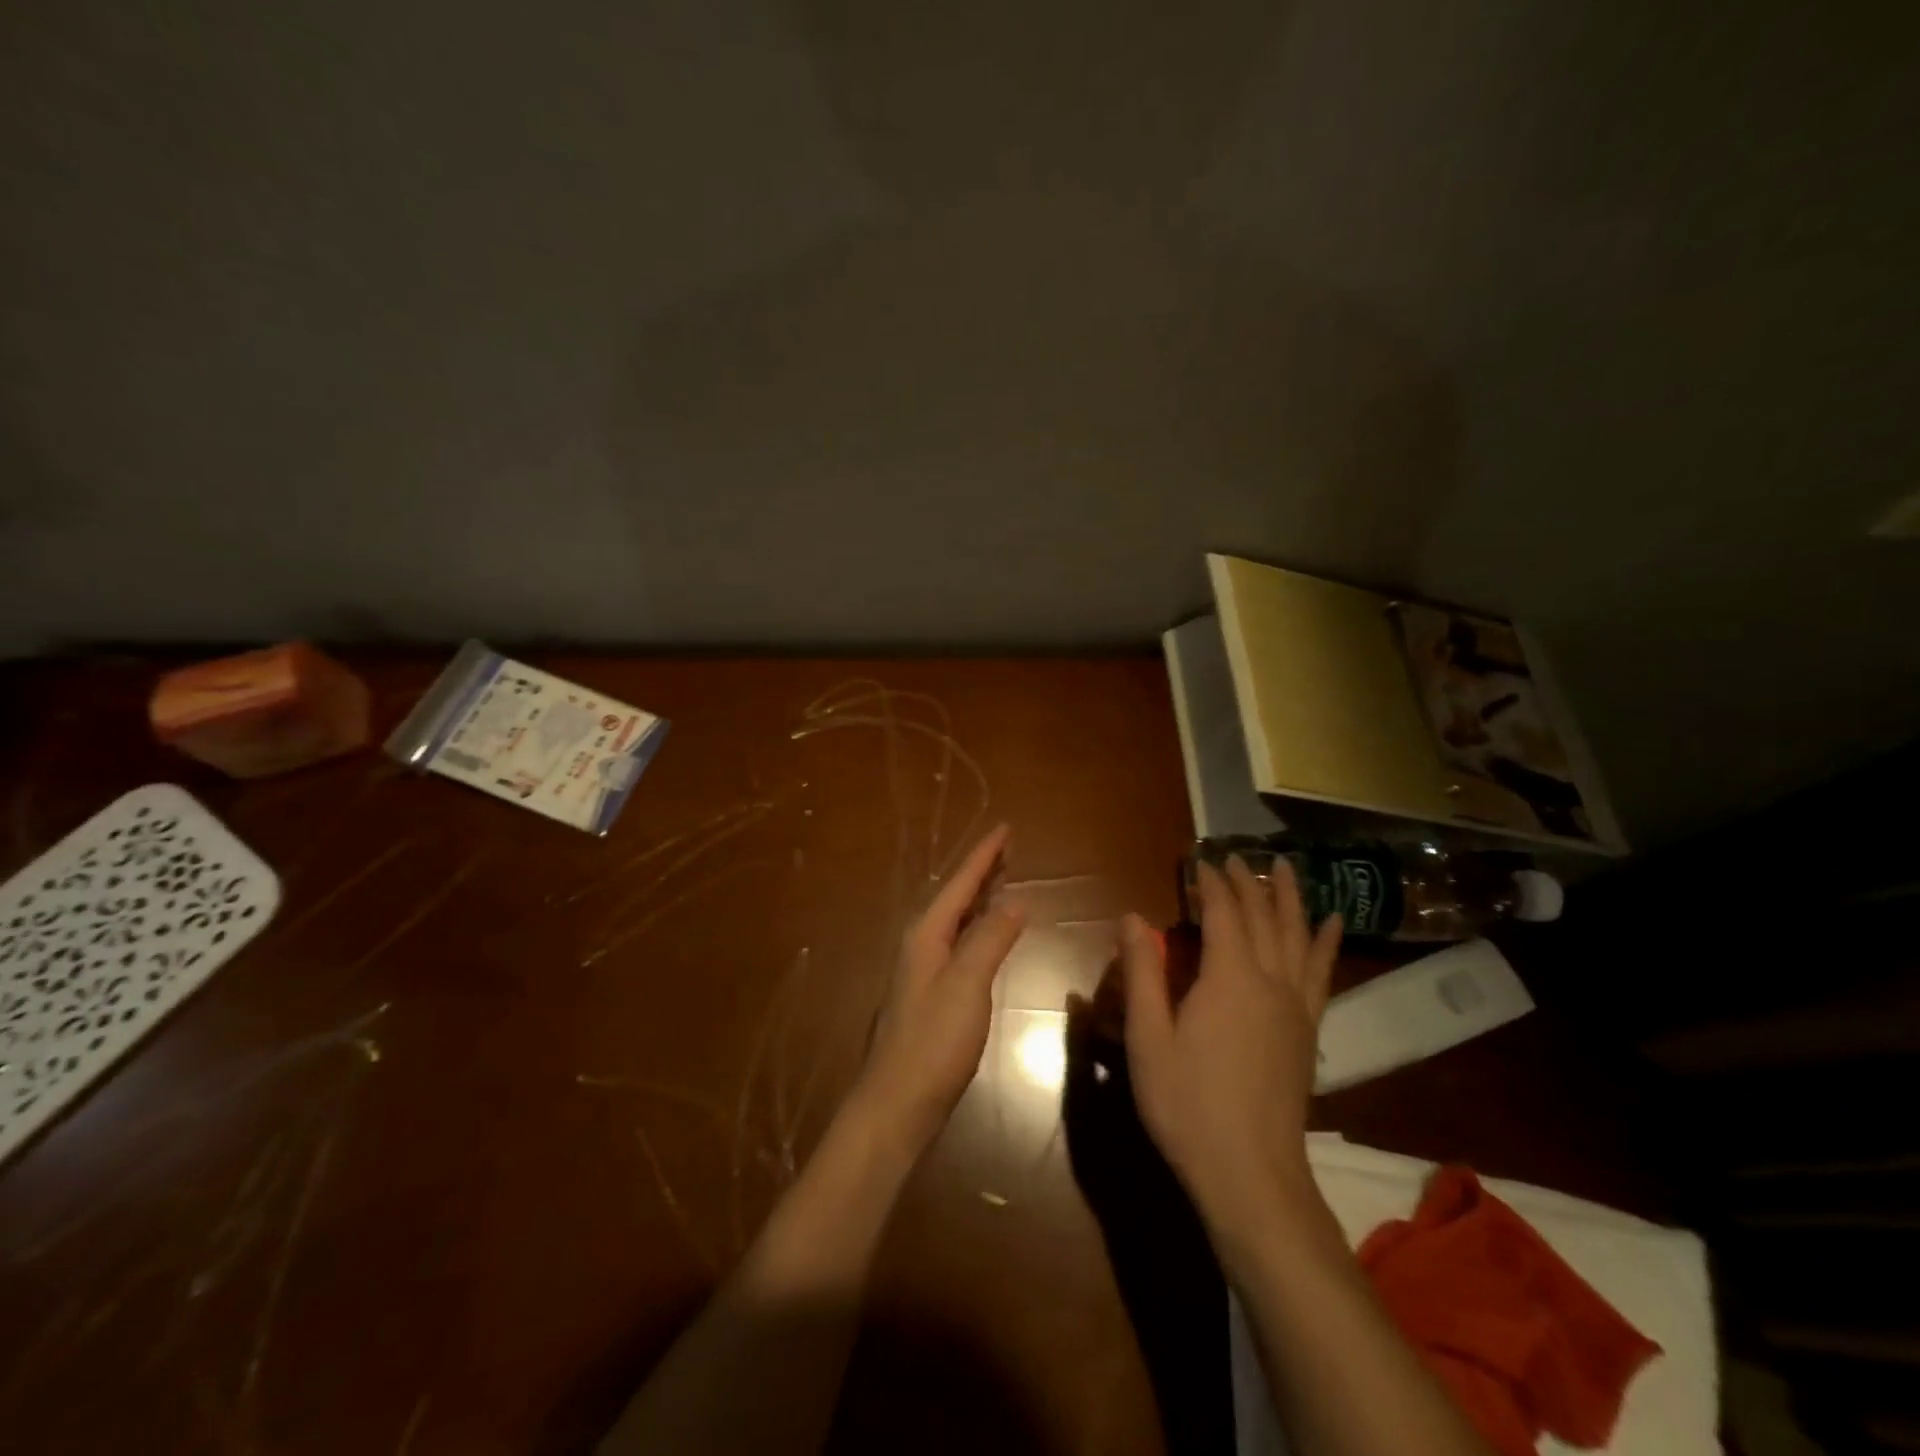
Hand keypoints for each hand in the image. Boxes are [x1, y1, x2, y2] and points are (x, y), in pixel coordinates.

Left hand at [845, 824, 1025, 1161]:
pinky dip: (978, 929)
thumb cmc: (933, 1042)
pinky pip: (959, 944)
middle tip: (1009, 848)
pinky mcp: (931, 996)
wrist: (896, 1104)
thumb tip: (1015, 899)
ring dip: (980, 898)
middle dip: (982, 871)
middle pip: (956, 897)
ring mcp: (923, 971)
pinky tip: (988, 937)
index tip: (1006, 828)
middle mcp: (921, 945)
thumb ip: (990, 938)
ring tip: (1003, 880)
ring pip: (956, 921)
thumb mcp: (967, 984)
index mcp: (926, 934)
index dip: (984, 855)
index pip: (960, 883)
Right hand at [1119, 857, 1342, 1240]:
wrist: (1251, 1173)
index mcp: (1228, 977)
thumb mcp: (1149, 1039)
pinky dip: (1325, 942)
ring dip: (1291, 898)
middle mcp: (1269, 980)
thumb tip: (1133, 917)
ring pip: (1298, 935)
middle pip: (1263, 916)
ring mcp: (1296, 1006)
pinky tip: (1332, 925)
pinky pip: (1321, 972)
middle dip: (1247, 882)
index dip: (1209, 883)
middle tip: (1235, 856)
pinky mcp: (1308, 1030)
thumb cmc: (1188, 1104)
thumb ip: (1142, 973)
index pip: (1222, 912)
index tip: (1198, 860)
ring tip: (1287, 868)